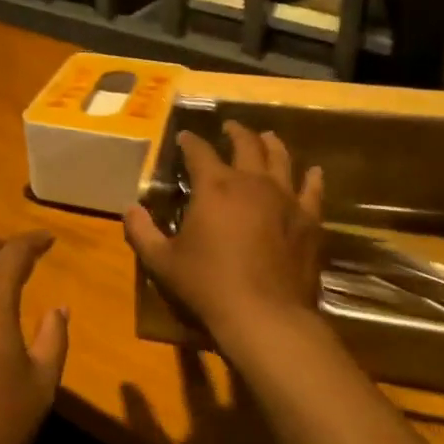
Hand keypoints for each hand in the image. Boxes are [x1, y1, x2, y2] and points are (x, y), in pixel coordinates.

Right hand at [124, 121, 324, 356]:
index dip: (189, 141)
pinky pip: (313, 190)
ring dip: (271, 144)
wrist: (264, 316)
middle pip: (245, 143)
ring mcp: (284, 198)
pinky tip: (314, 172)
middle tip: (229, 127)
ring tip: (266, 137)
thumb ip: (142, 232)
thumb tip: (129, 209)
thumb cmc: (208, 285)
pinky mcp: (308, 220)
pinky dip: (312, 178)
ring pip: (280, 158)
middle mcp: (251, 181)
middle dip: (235, 132)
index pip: (198, 151)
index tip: (183, 137)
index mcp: (214, 186)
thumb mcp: (162, 261)